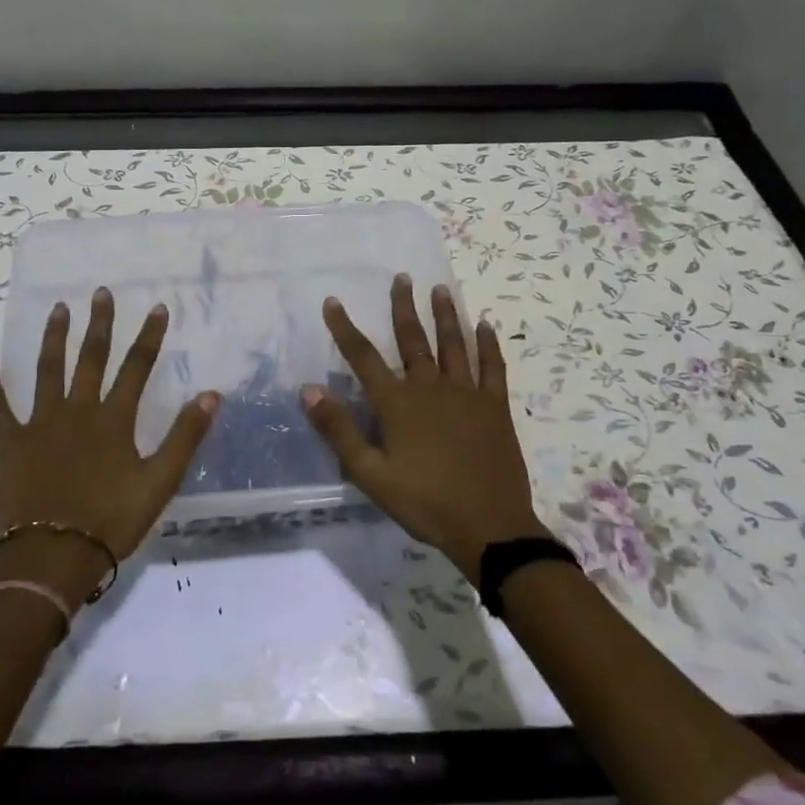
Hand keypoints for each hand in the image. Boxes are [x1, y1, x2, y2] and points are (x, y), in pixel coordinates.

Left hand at [0, 288, 218, 603]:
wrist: (52, 556)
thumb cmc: (111, 521)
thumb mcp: (160, 482)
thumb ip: (185, 436)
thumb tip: (211, 395)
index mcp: (113, 420)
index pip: (136, 368)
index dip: (148, 337)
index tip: (156, 307)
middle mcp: (77, 411)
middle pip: (90, 359)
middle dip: (99, 325)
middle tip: (100, 293)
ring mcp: (40, 425)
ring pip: (47, 372)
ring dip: (53, 339)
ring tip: (58, 309)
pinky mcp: (11, 445)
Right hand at [302, 274, 544, 581]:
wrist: (489, 526)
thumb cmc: (424, 502)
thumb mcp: (370, 475)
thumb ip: (339, 431)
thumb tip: (308, 389)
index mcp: (397, 404)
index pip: (363, 357)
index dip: (345, 328)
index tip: (333, 301)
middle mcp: (430, 388)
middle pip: (413, 340)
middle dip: (403, 308)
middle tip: (402, 278)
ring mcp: (467, 394)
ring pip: (454, 344)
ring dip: (445, 315)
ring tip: (439, 289)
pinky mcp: (495, 407)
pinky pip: (492, 367)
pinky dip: (489, 344)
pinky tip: (486, 325)